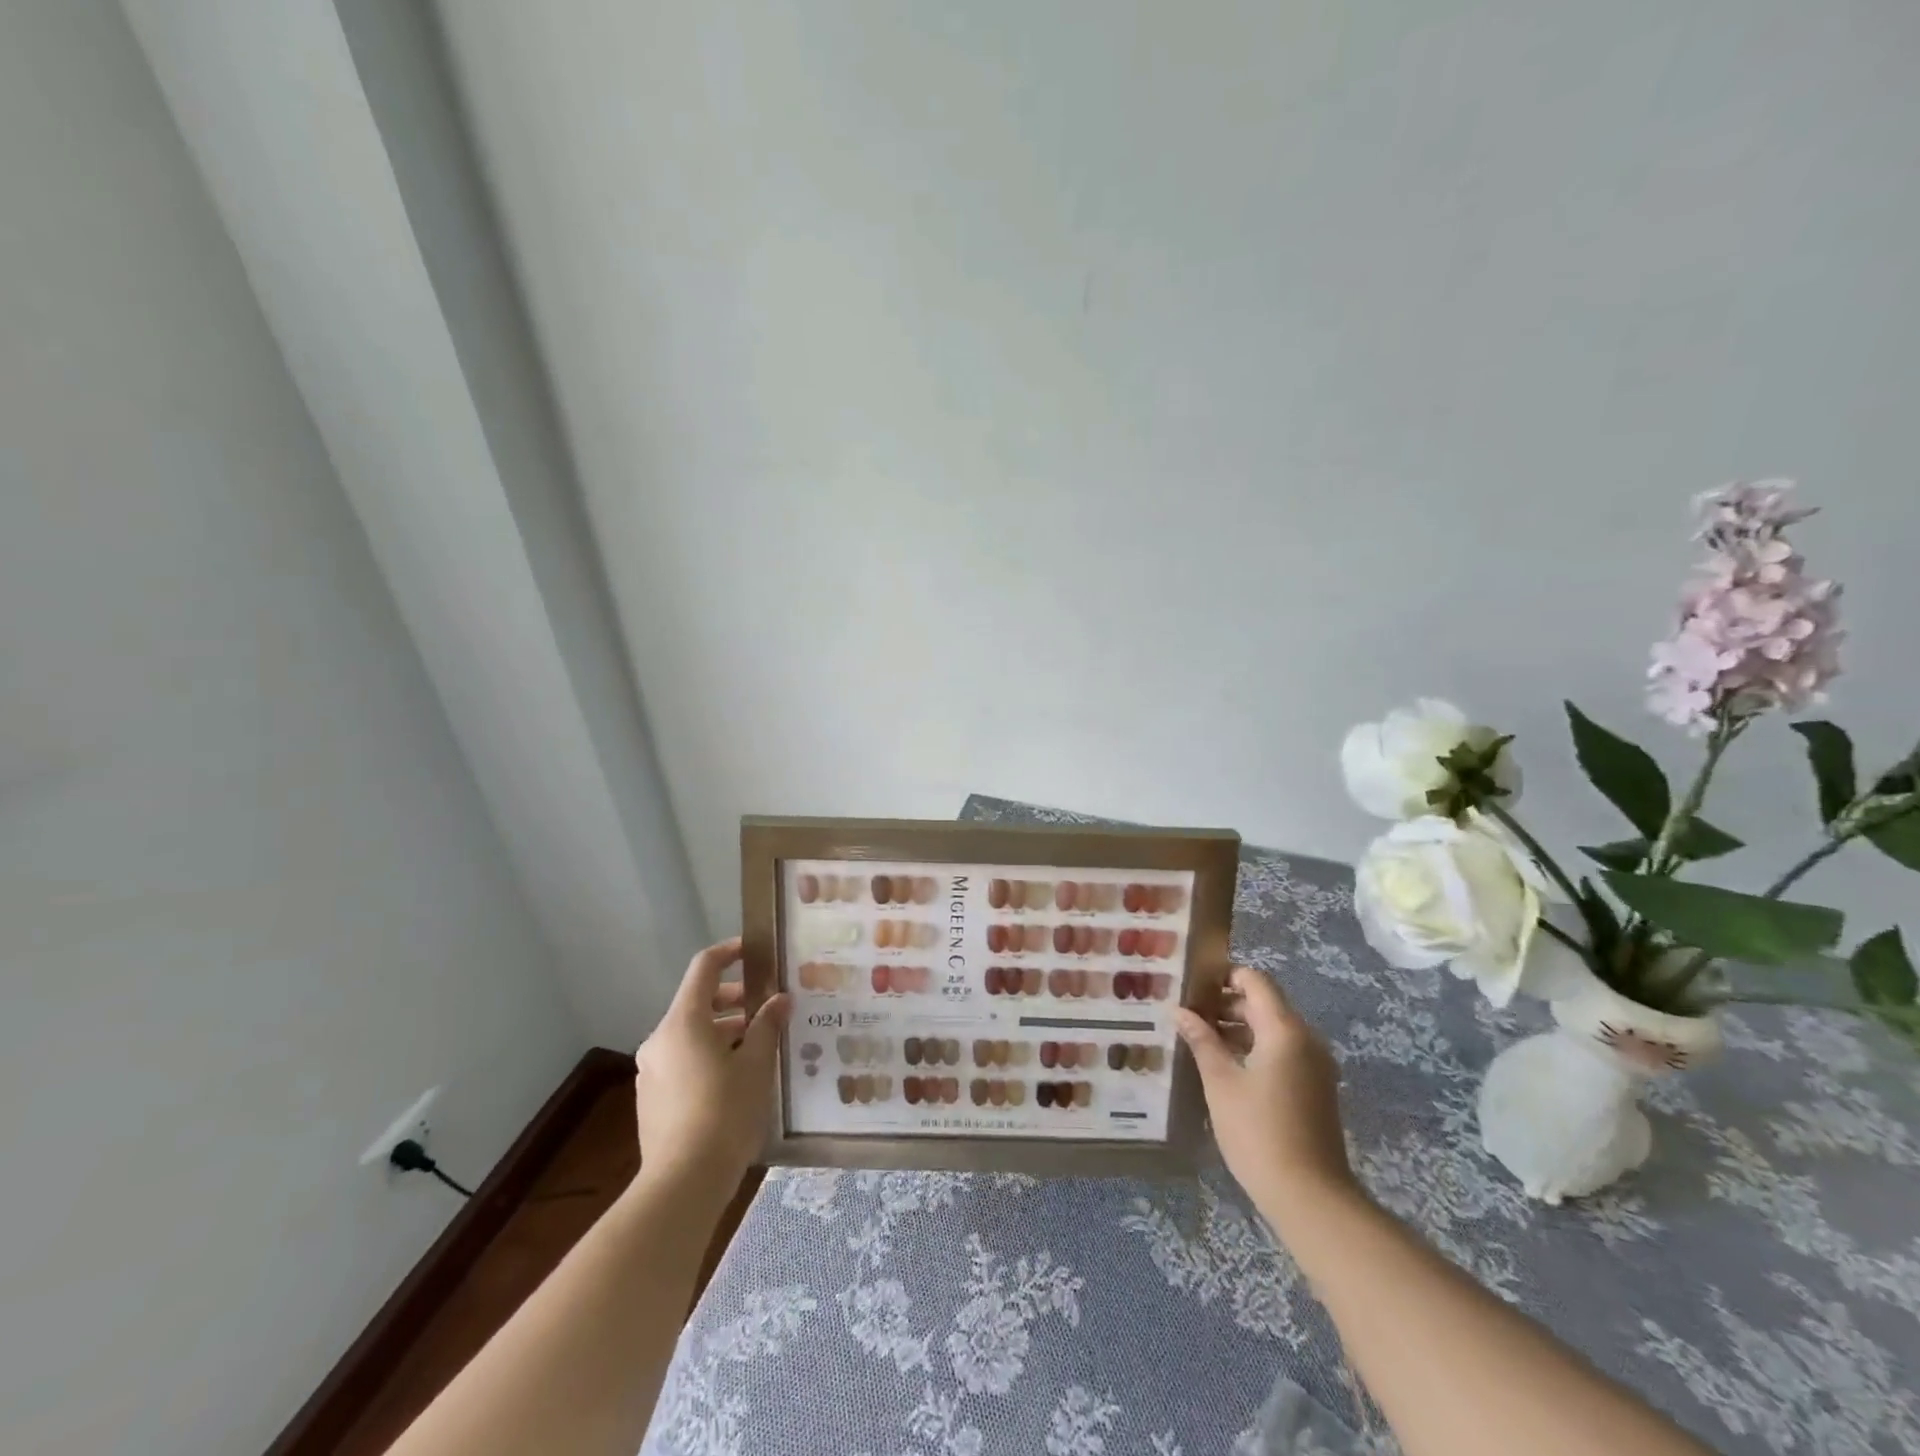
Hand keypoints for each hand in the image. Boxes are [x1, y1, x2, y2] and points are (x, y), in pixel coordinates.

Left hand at [632, 938, 787, 1194]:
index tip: (754, 951)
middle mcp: (660, 1039)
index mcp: (683, 1022)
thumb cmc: (724, 1113)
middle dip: (735, 999)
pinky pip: (683, 1060)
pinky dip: (709, 1055)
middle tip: (768, 1007)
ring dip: (724, 1030)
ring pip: (691, 1034)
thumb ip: (767, 1026)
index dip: (729, 953)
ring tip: (759, 1045)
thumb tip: (779, 1000)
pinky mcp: (652, 1098)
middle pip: (698, 1002)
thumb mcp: (756, 1065)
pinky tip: (737, 1078)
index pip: (704, 968)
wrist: (682, 1184)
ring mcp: (652, 1070)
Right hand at [1176, 966, 1355, 1218]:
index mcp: (1285, 1030)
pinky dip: (1253, 1050)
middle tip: (1187, 1015)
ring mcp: (1314, 1066)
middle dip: (1225, 1004)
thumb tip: (1180, 1011)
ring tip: (1199, 1040)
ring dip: (1237, 1029)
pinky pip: (1282, 1053)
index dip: (1224, 976)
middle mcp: (1305, 1040)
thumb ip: (1201, 1040)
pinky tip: (1224, 1068)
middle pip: (1264, 1004)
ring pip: (1272, 1030)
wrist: (1310, 1198)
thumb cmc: (1258, 1132)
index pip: (1255, 981)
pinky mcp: (1314, 1089)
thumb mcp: (1220, 1082)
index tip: (1192, 986)